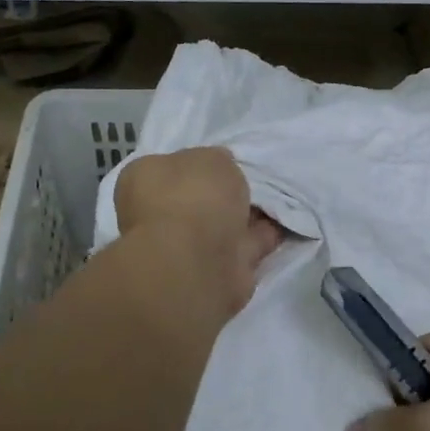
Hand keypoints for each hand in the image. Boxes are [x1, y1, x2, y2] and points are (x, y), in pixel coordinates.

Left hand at [115, 147, 283, 313]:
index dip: (197, 165)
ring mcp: (186, 248)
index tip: (225, 162)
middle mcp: (158, 216)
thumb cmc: (193, 197)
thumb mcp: (210, 158)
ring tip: (280, 200)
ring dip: (247, 217)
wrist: (198, 262)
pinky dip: (263, 238)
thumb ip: (217, 159)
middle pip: (197, 199)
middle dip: (223, 194)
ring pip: (222, 226)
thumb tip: (221, 165)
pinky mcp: (215, 272)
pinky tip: (286, 224)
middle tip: (256, 181)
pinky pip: (244, 247)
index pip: (170, 168)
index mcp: (144, 181)